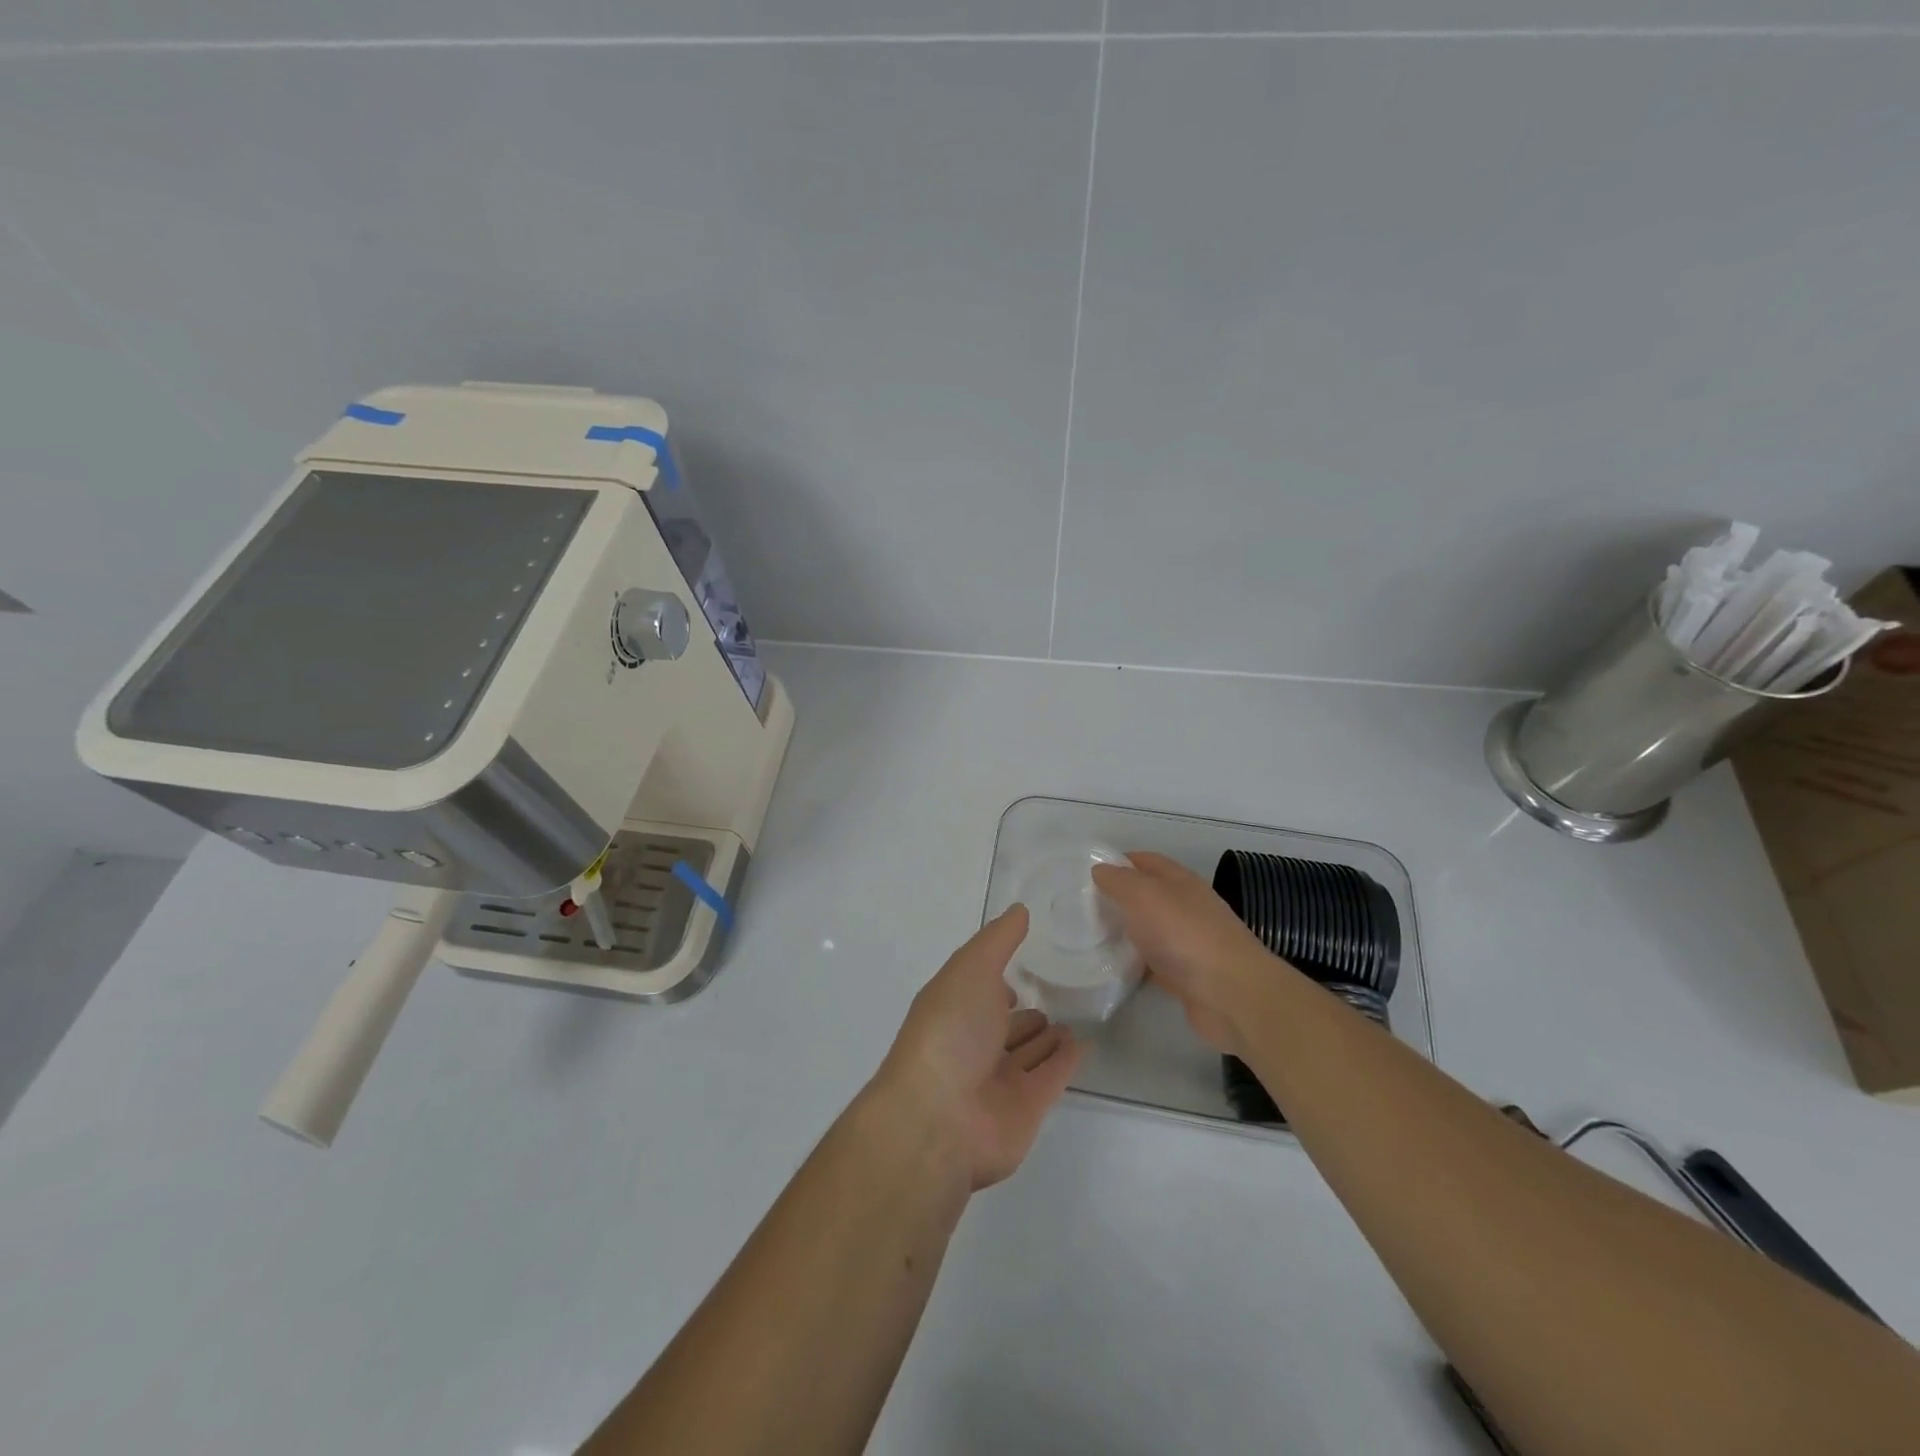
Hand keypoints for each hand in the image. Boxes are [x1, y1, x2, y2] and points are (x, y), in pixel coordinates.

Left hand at [874, 907, 1081, 1191]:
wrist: (941, 1118)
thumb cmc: (950, 1030)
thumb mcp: (970, 969)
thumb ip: (998, 940)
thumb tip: (1019, 910)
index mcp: (953, 1008)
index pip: (978, 989)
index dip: (995, 978)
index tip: (1021, 962)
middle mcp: (973, 1044)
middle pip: (1003, 1025)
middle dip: (1024, 1012)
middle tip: (1055, 995)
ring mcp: (998, 1079)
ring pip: (1027, 1052)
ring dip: (1046, 1037)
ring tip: (1072, 1020)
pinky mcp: (1027, 1108)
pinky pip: (1051, 1077)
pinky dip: (1066, 1061)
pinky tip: (1084, 1044)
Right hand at [1091, 852, 1283, 1055]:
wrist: (1231, 995)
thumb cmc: (1184, 935)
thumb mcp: (1144, 895)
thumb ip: (1119, 881)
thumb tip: (1100, 870)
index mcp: (1180, 881)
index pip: (1145, 861)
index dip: (1118, 862)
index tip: (1087, 875)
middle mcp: (1187, 907)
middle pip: (1148, 896)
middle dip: (1118, 898)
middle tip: (1082, 908)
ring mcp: (1189, 942)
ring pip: (1150, 930)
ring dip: (1125, 931)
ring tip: (1090, 937)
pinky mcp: (1187, 976)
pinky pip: (1154, 962)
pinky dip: (1135, 963)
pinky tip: (1114, 968)